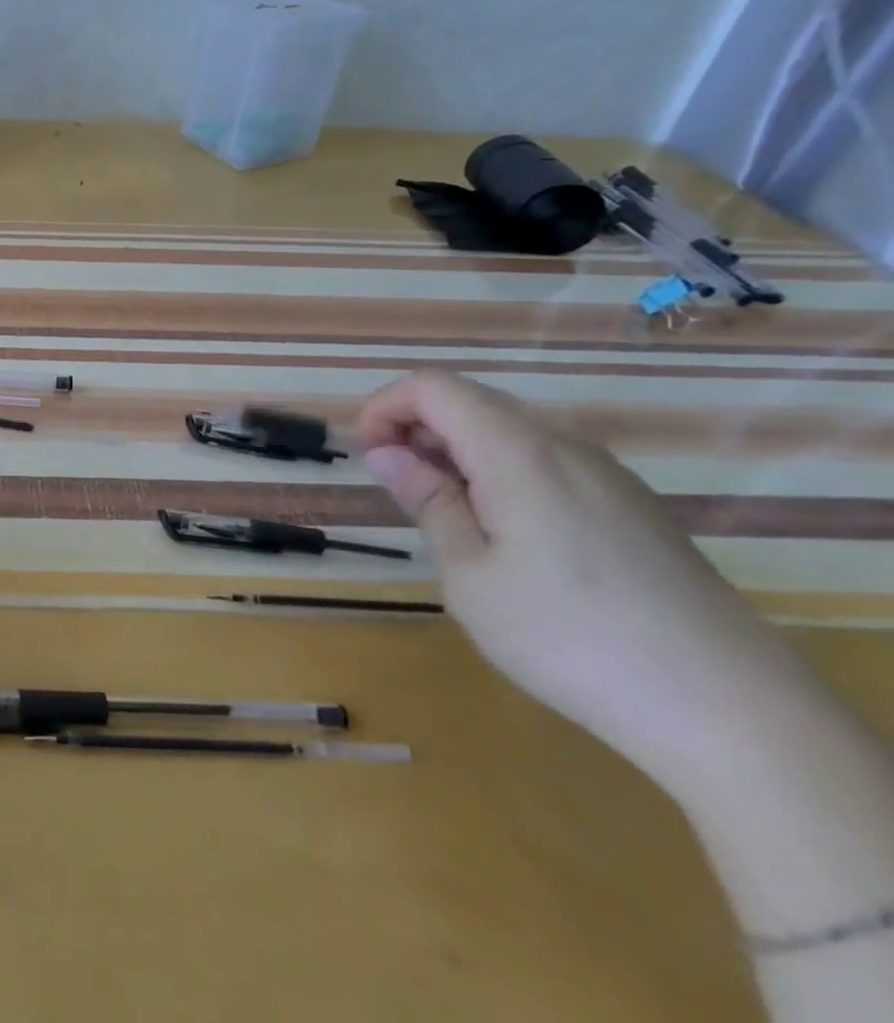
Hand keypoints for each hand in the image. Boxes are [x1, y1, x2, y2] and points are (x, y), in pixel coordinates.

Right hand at [355, 370, 805, 781]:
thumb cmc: (568, 636)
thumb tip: (386, 452)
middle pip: (471, 401)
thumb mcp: (469, 574)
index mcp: (516, 451)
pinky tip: (505, 534)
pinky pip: (547, 462)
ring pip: (510, 431)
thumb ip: (428, 501)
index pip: (431, 387)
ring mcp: (607, 475)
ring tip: (444, 514)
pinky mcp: (632, 507)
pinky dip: (501, 473)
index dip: (384, 408)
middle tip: (396, 486)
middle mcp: (563, 445)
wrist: (730, 710)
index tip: (367, 457)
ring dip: (458, 452)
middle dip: (416, 428)